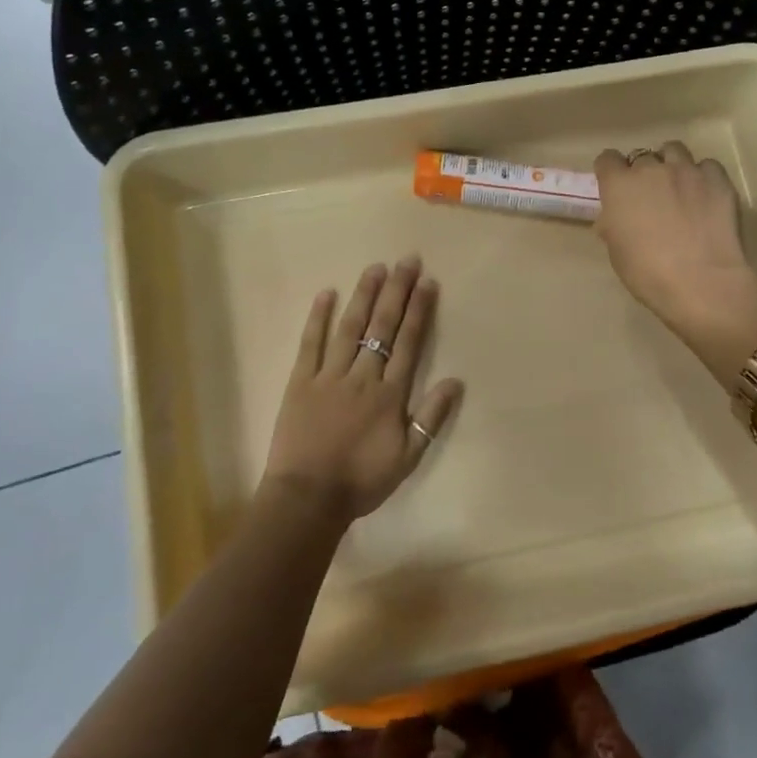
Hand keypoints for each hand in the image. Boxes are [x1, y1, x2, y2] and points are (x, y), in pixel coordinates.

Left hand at [262, 257, 463, 520]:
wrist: (308, 498)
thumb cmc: (362, 481)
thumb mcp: (408, 458)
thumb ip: (430, 418)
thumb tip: (455, 380)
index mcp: (389, 393)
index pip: (409, 342)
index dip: (419, 310)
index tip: (427, 281)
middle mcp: (362, 376)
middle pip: (382, 326)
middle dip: (396, 291)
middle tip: (406, 260)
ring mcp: (329, 375)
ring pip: (350, 327)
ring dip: (364, 295)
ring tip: (375, 268)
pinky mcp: (301, 381)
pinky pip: (310, 343)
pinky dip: (318, 317)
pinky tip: (326, 293)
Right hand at [593, 143, 756, 388]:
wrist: (701, 282)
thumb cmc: (647, 273)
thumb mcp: (617, 251)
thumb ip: (614, 224)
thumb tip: (616, 217)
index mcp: (619, 186)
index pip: (607, 159)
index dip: (611, 172)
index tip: (615, 186)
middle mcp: (651, 169)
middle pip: (642, 156)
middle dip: (643, 172)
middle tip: (650, 196)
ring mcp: (687, 170)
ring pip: (674, 150)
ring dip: (671, 165)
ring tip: (679, 188)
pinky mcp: (718, 179)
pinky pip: (706, 166)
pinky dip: (703, 177)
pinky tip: (705, 197)